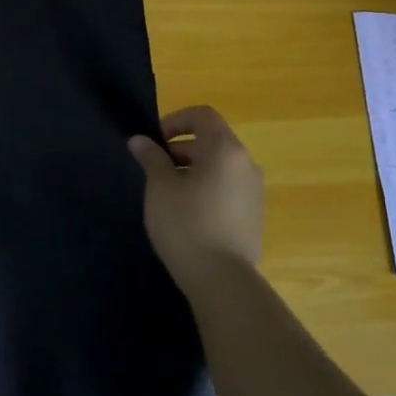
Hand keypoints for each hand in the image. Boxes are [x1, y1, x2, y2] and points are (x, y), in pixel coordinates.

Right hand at [128, 106, 264, 276]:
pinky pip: (229, 187)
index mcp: (225, 150)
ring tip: (170, 194)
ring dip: (194, 169)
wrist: (222, 279)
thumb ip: (151, 158)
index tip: (154, 142)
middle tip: (156, 170)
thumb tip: (140, 140)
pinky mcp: (255, 215)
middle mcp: (246, 163)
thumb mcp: (160, 188)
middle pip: (213, 140)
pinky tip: (189, 214)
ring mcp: (255, 190)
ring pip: (221, 166)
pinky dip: (208, 188)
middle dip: (181, 148)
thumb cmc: (186, 225)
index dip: (175, 120)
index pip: (203, 115)